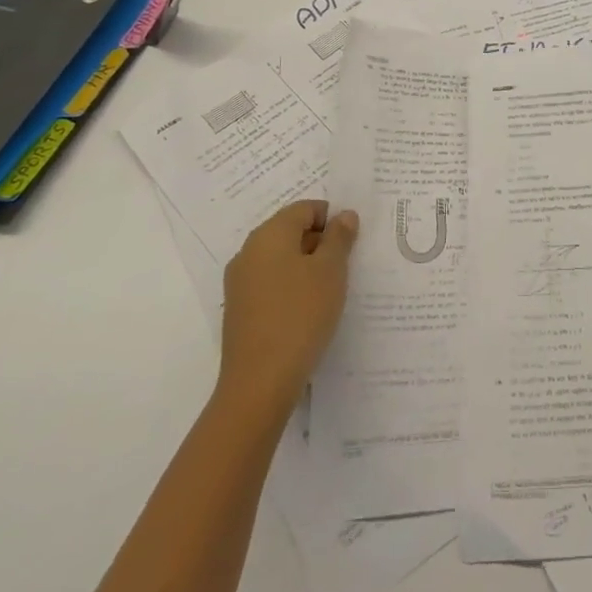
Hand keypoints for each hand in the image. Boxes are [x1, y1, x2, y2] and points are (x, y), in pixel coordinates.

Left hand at [218, 199, 358, 414]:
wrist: (260, 383)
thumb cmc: (300, 315)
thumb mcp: (331, 270)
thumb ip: (339, 237)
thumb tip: (344, 215)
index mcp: (269, 235)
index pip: (304, 208)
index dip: (332, 218)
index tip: (351, 242)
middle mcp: (248, 252)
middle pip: (290, 232)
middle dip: (320, 242)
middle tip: (346, 265)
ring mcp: (240, 284)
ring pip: (281, 260)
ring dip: (307, 267)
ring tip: (331, 290)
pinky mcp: (240, 311)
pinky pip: (271, 285)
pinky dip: (292, 288)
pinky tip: (309, 311)